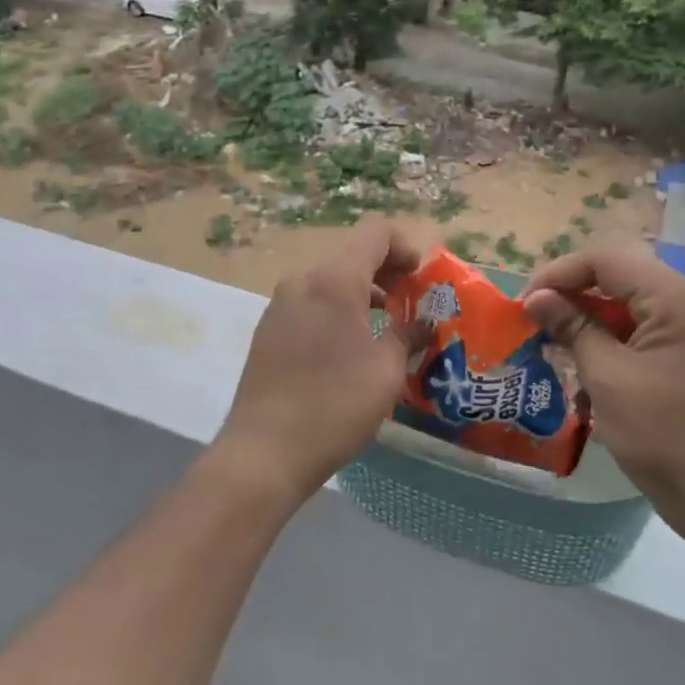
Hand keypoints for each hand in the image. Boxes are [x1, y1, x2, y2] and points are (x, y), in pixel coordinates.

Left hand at [215, 220, 422, 507]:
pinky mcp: (267, 331)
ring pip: (329, 283)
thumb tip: (421, 323)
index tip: (421, 282)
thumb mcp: (386, 370)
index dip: (406, 247)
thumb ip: (407, 334)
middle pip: (352, 256)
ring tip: (383, 333)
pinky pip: (310, 306)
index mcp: (334, 280)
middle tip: (410, 309)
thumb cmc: (335, 405)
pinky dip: (335, 313)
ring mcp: (279, 305)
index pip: (376, 232)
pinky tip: (347, 353)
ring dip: (361, 296)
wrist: (264, 452)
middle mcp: (302, 281)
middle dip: (386, 275)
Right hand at [524, 240, 684, 527]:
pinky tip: (582, 371)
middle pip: (617, 278)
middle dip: (572, 295)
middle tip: (535, 321)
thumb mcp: (607, 378)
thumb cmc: (662, 435)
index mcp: (675, 299)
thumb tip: (536, 298)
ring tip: (551, 346)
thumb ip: (572, 328)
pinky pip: (638, 333)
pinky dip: (607, 343)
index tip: (525, 303)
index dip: (560, 274)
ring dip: (586, 321)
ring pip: (625, 307)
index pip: (607, 260)